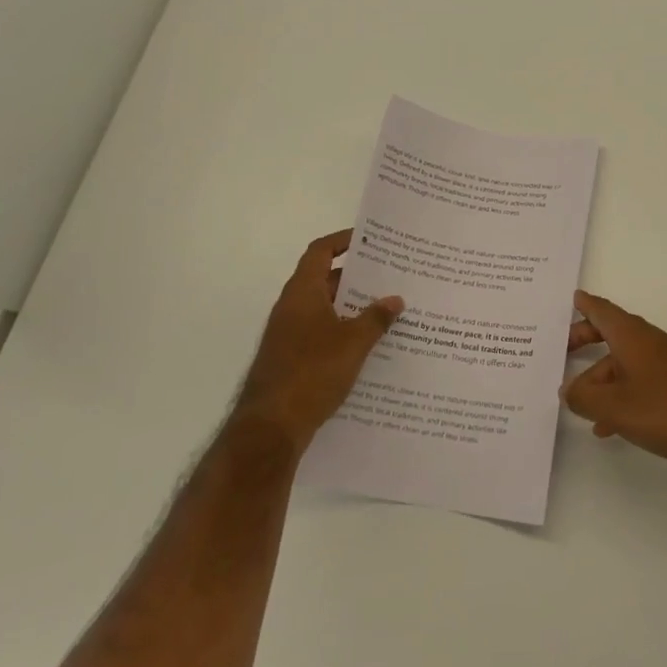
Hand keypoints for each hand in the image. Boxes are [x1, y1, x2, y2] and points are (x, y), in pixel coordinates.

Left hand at [232, 230, 403, 453]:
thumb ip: (376, 318)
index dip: (342, 240)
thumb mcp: (353, 342)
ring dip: (353, 306)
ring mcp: (289, 335)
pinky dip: (344, 332)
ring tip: (388, 308)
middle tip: (391, 275)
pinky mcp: (292, 359)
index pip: (320, 252)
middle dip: (357, 277)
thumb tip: (395, 299)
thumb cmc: (312, 372)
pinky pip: (322, 333)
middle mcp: (292, 307)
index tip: (369, 239)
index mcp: (302, 293)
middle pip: (325, 280)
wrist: (271, 427)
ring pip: (325, 309)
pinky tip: (370, 345)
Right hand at [562, 291, 666, 472]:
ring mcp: (666, 363)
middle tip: (562, 350)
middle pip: (610, 334)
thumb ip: (584, 398)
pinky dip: (620, 395)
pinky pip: (639, 382)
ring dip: (600, 378)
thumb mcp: (614, 406)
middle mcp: (648, 342)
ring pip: (623, 363)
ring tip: (580, 404)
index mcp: (631, 336)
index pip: (602, 311)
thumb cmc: (665, 409)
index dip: (585, 305)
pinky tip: (610, 425)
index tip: (572, 298)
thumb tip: (567, 390)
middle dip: (585, 340)